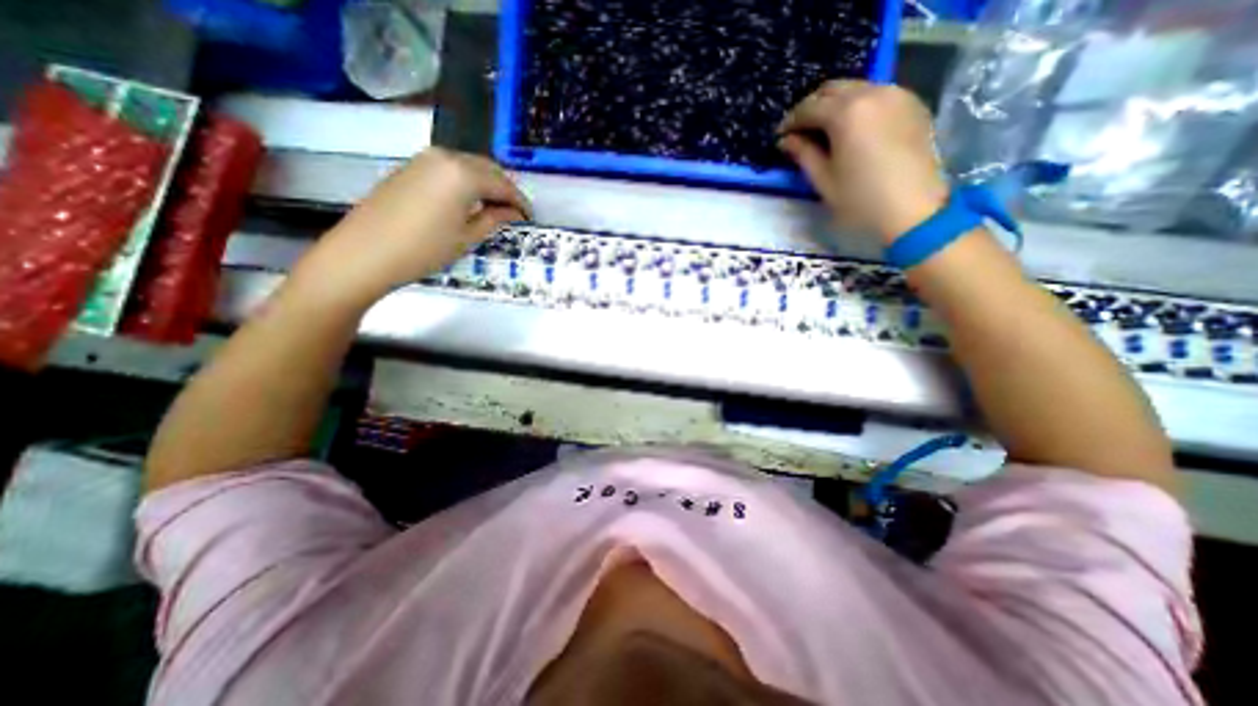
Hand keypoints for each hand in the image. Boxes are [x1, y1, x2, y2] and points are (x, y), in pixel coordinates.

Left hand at [296, 149, 530, 306]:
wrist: (365, 252)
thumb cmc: (424, 249)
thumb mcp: (467, 237)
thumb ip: (494, 218)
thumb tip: (513, 212)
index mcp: (464, 174)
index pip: (503, 184)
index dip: (520, 201)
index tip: (530, 216)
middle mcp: (446, 157)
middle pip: (487, 168)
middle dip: (504, 188)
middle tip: (515, 211)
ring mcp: (424, 159)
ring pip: (468, 165)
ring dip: (485, 183)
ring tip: (494, 208)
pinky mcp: (410, 167)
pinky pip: (449, 168)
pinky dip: (466, 181)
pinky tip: (468, 201)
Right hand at [783, 80, 949, 242]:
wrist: (913, 210)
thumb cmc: (860, 200)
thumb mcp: (824, 180)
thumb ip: (803, 154)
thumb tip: (786, 140)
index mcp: (847, 113)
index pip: (809, 107)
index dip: (790, 121)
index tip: (780, 136)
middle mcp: (872, 93)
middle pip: (832, 88)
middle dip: (811, 106)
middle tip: (799, 130)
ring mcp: (897, 94)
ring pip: (856, 87)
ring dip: (835, 103)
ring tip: (823, 128)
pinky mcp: (912, 104)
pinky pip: (877, 94)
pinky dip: (858, 105)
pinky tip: (852, 127)